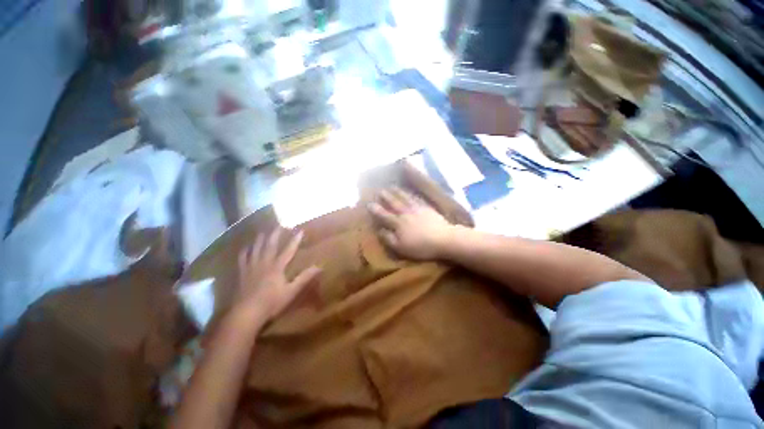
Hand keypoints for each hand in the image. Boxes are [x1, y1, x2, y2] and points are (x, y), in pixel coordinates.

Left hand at [235, 229, 321, 322]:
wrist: (246, 313)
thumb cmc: (271, 302)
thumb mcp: (291, 291)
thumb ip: (304, 277)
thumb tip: (320, 266)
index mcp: (277, 267)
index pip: (288, 250)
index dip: (295, 240)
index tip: (300, 230)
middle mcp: (264, 263)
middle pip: (270, 245)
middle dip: (275, 234)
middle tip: (279, 225)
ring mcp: (251, 267)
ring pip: (256, 249)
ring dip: (260, 239)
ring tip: (263, 231)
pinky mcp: (242, 273)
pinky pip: (242, 258)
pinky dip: (245, 251)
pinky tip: (246, 248)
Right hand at [368, 188, 453, 259]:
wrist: (443, 239)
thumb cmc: (421, 247)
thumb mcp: (401, 248)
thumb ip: (388, 238)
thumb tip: (379, 230)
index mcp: (398, 223)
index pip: (384, 215)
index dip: (376, 210)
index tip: (369, 204)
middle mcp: (405, 213)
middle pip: (394, 203)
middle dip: (386, 196)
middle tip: (379, 190)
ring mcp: (417, 209)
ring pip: (404, 198)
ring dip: (397, 192)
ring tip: (392, 186)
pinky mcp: (426, 208)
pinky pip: (416, 198)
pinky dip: (411, 193)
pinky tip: (409, 191)